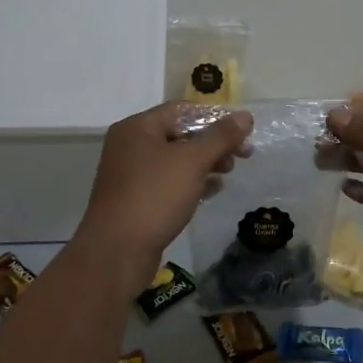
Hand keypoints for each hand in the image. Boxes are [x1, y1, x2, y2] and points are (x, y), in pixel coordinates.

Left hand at [75, 103, 252, 280]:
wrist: (117, 252)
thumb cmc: (154, 196)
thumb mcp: (192, 162)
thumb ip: (220, 137)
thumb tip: (245, 116)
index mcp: (137, 128)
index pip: (182, 110)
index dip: (215, 117)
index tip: (243, 131)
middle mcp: (130, 146)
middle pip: (180, 134)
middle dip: (213, 143)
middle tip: (243, 154)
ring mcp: (131, 175)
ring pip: (176, 160)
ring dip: (205, 163)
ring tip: (229, 172)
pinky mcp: (136, 200)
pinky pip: (169, 183)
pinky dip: (192, 182)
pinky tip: (213, 191)